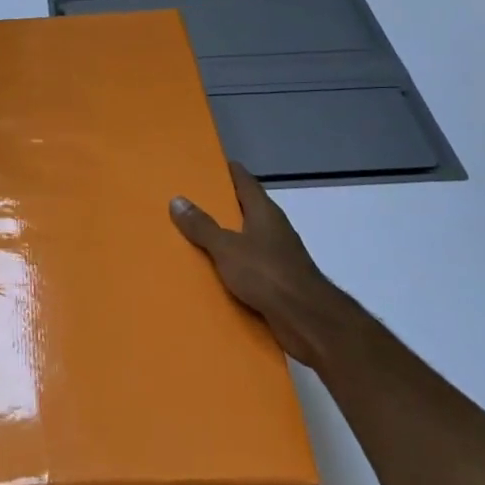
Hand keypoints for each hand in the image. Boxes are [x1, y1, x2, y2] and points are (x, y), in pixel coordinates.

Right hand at [170, 162, 344, 364]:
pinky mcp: (278, 281)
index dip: (227, 171)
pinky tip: (213, 272)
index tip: (206, 165)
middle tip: (189, 201)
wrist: (307, 319)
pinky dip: (232, 265)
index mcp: (264, 212)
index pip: (245, 181)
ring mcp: (278, 255)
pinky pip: (249, 265)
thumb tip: (177, 199)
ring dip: (226, 237)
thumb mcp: (227, 247)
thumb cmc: (267, 274)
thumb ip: (202, 226)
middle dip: (220, 205)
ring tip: (194, 236)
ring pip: (246, 238)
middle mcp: (273, 228)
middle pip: (245, 209)